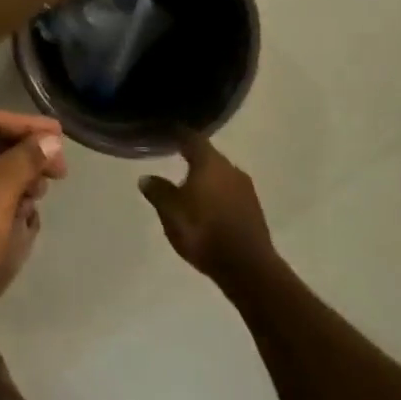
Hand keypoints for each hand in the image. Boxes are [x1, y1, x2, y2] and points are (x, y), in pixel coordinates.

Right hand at [138, 130, 274, 279]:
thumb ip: (158, 191)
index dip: (177, 133)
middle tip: (173, 158)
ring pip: (220, 175)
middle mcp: (231, 170)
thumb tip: (147, 177)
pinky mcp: (253, 209)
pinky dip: (216, 193)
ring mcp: (246, 190)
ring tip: (188, 185)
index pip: (192, 139)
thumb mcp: (170, 211)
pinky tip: (205, 205)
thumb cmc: (203, 231)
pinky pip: (229, 192)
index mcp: (210, 163)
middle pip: (209, 156)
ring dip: (205, 177)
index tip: (165, 131)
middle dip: (192, 157)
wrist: (248, 268)